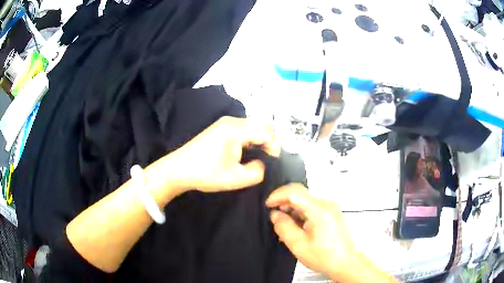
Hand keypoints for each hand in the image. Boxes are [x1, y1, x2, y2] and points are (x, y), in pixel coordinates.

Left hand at [166, 116, 279, 192]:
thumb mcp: (235, 178)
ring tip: (255, 158)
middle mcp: (232, 121)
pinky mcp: (220, 128)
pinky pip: (243, 129)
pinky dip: (249, 139)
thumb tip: (262, 163)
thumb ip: (257, 171)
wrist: (178, 170)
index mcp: (236, 129)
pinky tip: (243, 153)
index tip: (273, 162)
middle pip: (261, 125)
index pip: (267, 131)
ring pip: (253, 126)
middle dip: (268, 141)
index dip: (275, 146)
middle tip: (266, 160)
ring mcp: (224, 123)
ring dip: (259, 140)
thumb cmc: (206, 173)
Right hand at [265, 184, 356, 278]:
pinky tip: (297, 228)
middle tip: (275, 218)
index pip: (294, 191)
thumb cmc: (326, 256)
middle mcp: (326, 204)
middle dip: (284, 203)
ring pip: (305, 200)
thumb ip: (284, 227)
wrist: (345, 262)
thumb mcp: (298, 244)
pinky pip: (311, 207)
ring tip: (286, 227)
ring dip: (292, 210)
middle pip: (300, 194)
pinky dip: (300, 213)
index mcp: (319, 210)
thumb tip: (275, 215)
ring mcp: (330, 207)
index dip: (277, 195)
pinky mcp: (331, 212)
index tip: (268, 204)